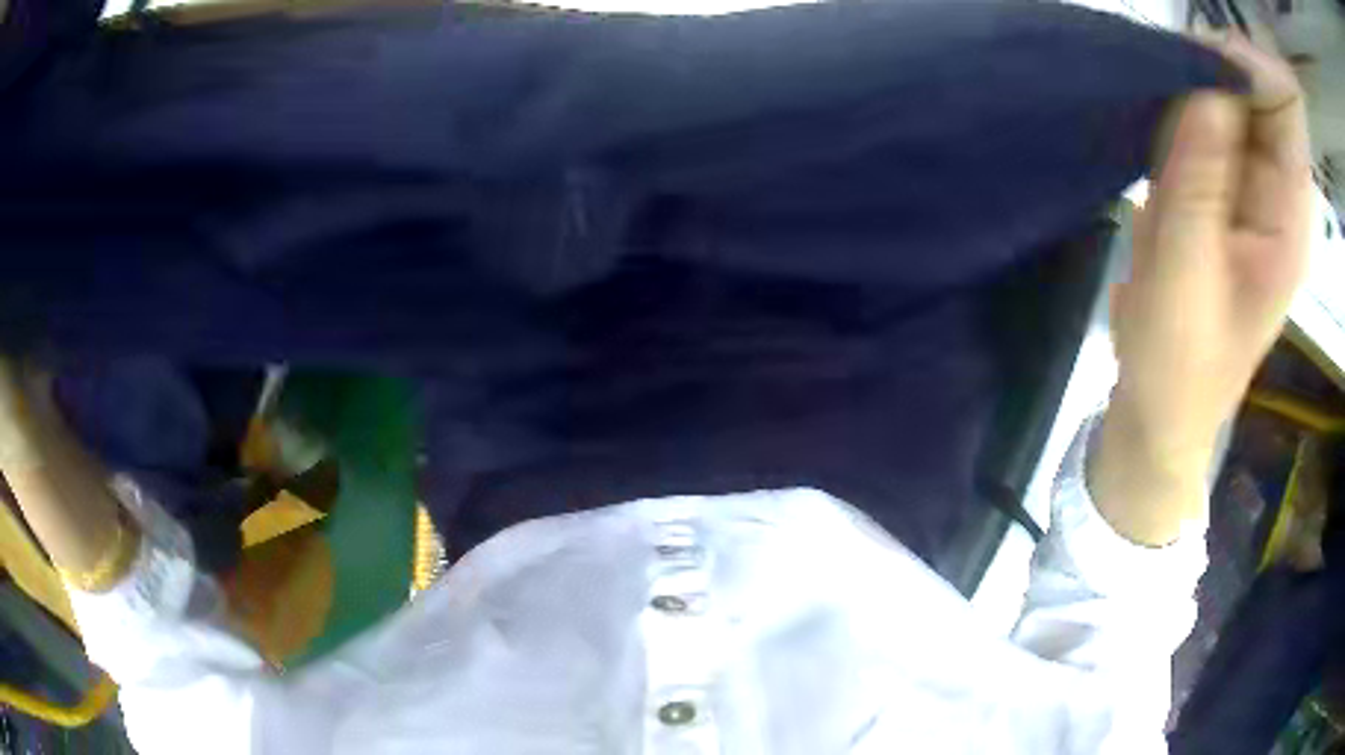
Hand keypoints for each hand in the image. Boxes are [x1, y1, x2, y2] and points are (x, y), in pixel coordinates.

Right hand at [1092, 35, 1312, 544]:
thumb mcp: (1187, 273)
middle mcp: (1273, 194)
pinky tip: (1149, 115)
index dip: (1255, 66)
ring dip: (1190, 84)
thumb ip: (1199, 178)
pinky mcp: (1214, 192)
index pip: (1286, 113)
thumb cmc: (1179, 363)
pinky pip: (1201, 126)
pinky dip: (1175, 107)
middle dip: (1215, 66)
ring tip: (1151, 87)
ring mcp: (1243, 190)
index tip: (1203, 47)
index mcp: (1287, 219)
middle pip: (1257, 96)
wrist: (1159, 410)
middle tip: (1164, 59)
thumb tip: (1204, 82)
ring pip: (1226, 102)